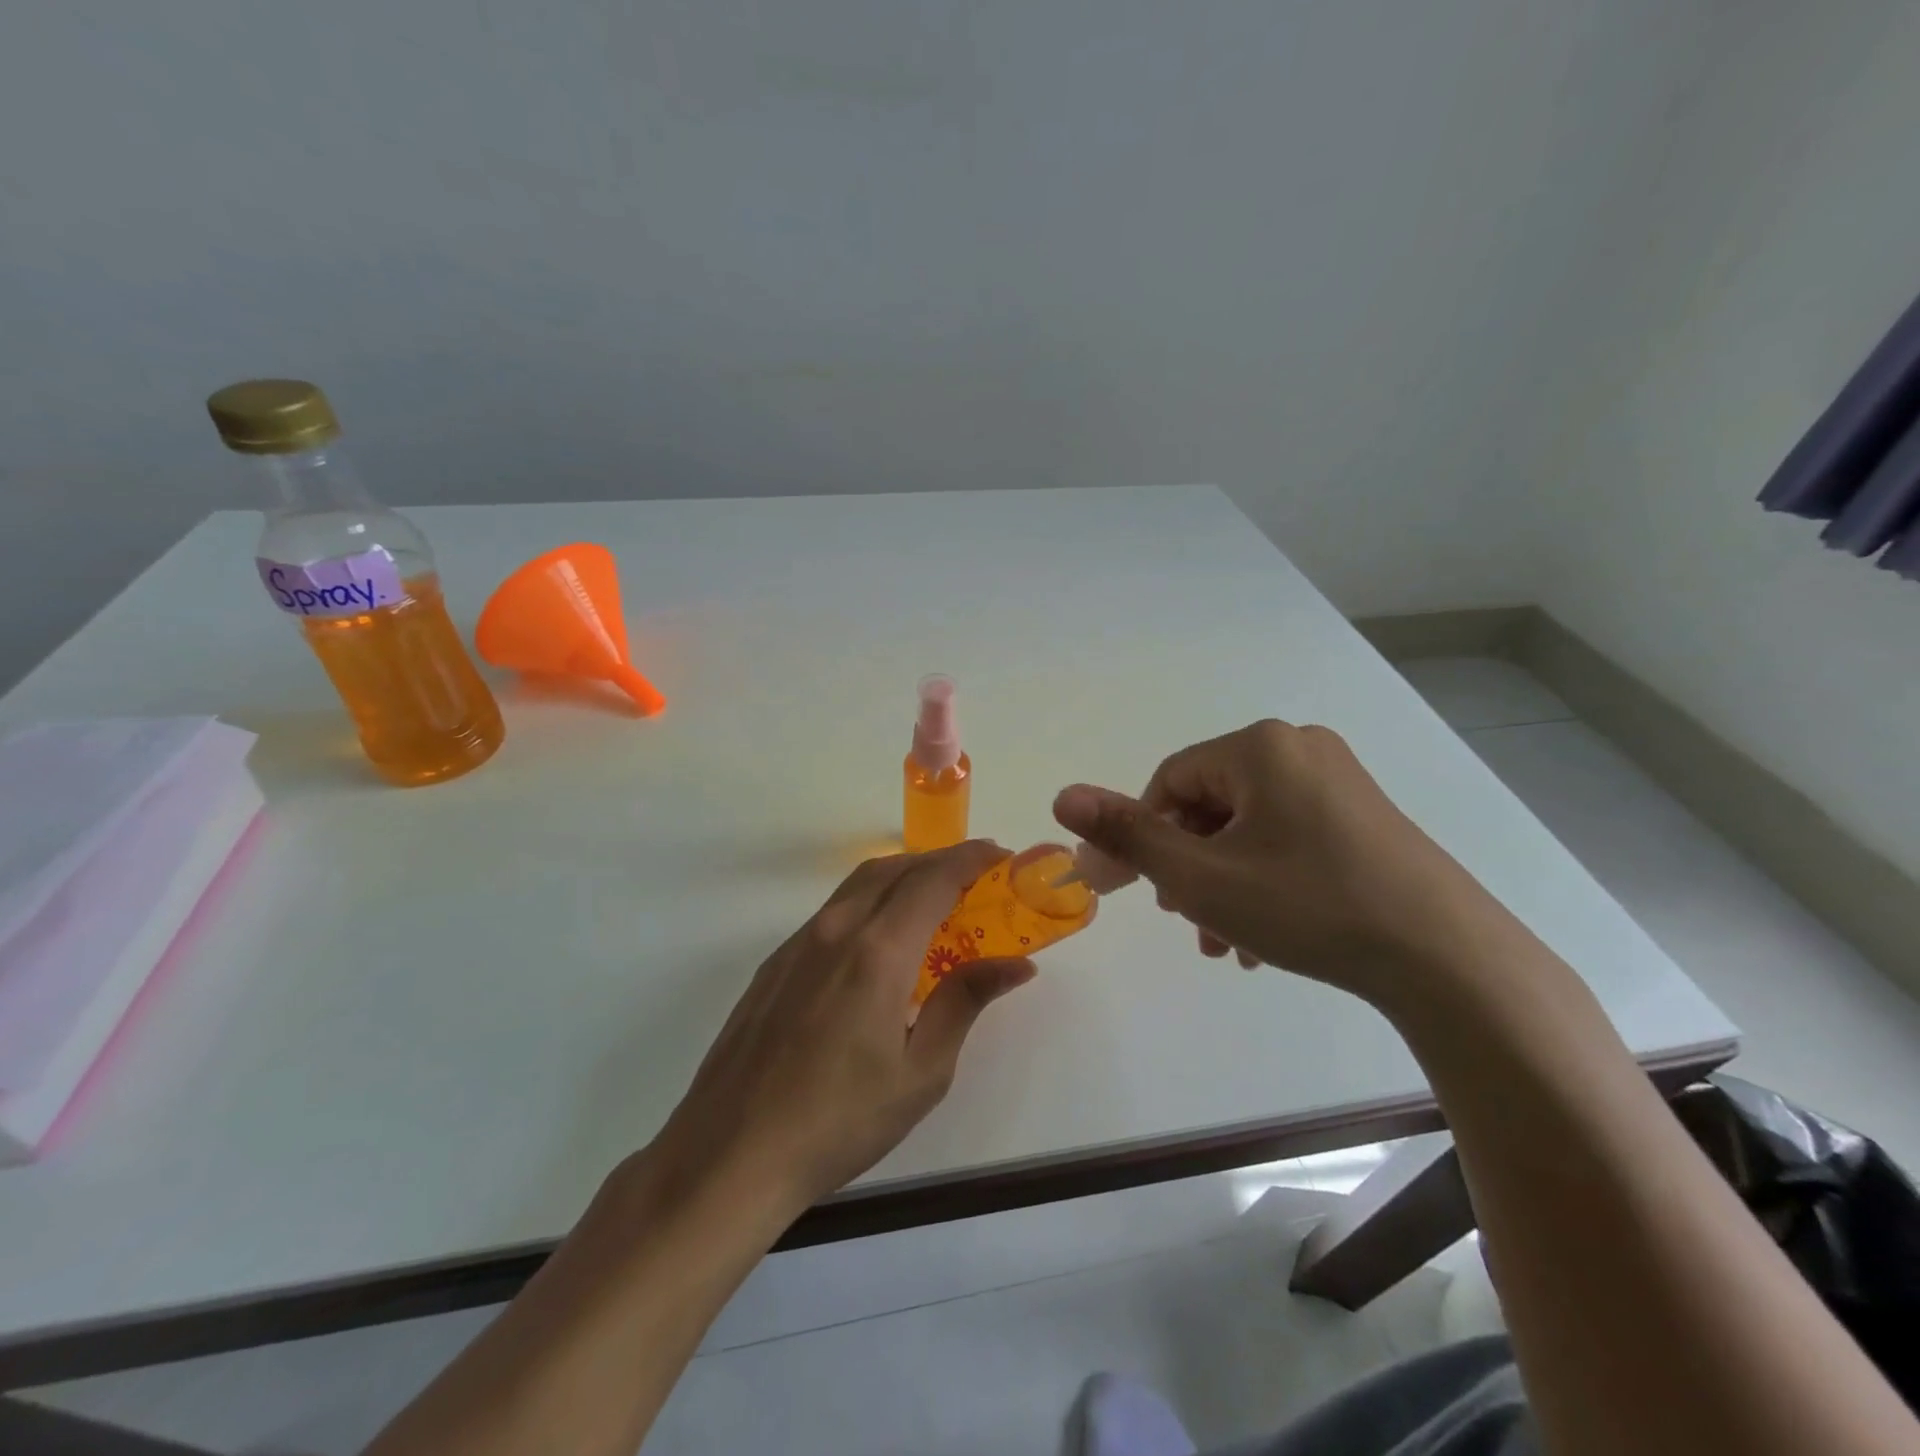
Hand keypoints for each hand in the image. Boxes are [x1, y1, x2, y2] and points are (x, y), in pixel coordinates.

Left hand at [648, 840, 1034, 1218]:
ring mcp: (799, 943)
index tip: (999, 855)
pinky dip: (869, 901)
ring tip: (933, 900)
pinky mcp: (775, 963)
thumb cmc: (840, 1120)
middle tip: (974, 877)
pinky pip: (832, 911)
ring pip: (858, 884)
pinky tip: (879, 941)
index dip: (969, 859)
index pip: (932, 879)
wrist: (731, 1154)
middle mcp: (836, 930)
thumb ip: (965, 1002)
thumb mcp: (921, 1071)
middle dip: (938, 860)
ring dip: (902, 875)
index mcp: (877, 951)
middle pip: (893, 868)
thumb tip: (1016, 963)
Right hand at [1052, 720, 1503, 1008]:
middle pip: (1209, 804)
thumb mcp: (1202, 876)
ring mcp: (1338, 782)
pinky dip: (1262, 881)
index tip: (1128, 890)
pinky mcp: (1364, 818)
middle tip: (1182, 919)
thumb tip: (1061, 796)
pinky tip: (1264, 938)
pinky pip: (1287, 838)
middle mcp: (1299, 749)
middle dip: (1185, 865)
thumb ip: (1126, 835)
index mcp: (1259, 748)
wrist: (1447, 959)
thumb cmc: (1308, 906)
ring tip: (1222, 942)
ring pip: (1248, 828)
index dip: (1140, 835)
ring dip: (1221, 882)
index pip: (1170, 782)